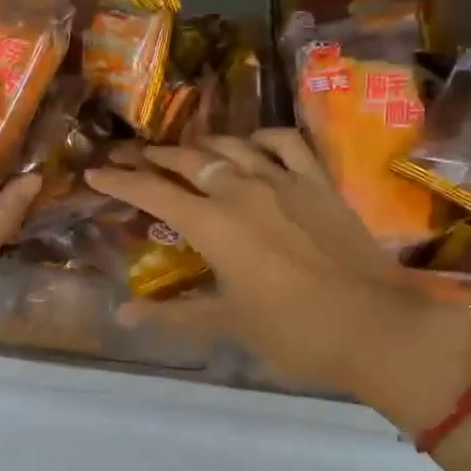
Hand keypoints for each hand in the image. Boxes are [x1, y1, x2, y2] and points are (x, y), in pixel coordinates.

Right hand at [85, 131, 470, 428]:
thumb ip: (173, 314)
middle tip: (129, 155)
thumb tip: (123, 314)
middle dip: (152, 156)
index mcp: (212, 224)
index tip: (95, 171)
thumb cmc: (293, 332)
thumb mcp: (227, 324)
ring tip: (183, 151)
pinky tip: (252, 144)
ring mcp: (284, 180)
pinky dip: (262, 138)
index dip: (120, 180)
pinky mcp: (318, 182)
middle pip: (187, 160)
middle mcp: (242, 190)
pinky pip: (286, 143)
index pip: (153, 192)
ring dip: (201, 145)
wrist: (375, 326)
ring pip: (231, 145)